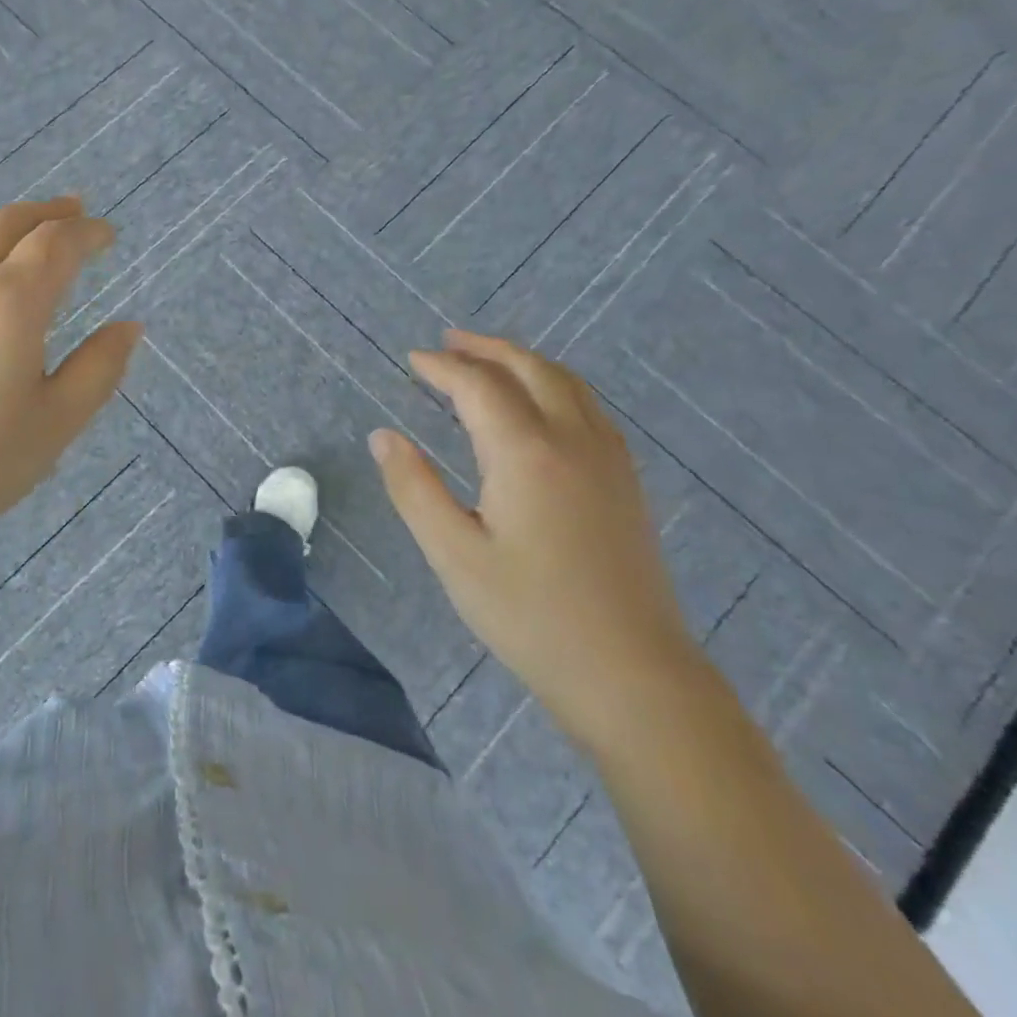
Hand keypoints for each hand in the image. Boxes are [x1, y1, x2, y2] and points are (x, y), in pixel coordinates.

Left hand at [0, 197, 141, 558]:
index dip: (87, 233)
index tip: (108, 234)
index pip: (56, 244)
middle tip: (76, 210)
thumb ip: (100, 366)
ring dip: (5, 217)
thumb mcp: (59, 420)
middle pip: (10, 224)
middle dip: (49, 213)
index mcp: (10, 303)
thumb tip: (130, 326)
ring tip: (28, 220)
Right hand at [369, 331, 701, 751]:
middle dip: (486, 348)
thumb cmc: (530, 615)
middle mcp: (573, 440)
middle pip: (530, 368)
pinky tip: (542, 404)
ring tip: (489, 359)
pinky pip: (588, 406)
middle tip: (448, 342)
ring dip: (523, 361)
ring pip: (567, 383)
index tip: (412, 360)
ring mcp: (609, 459)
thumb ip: (414, 488)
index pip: (478, 386)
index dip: (442, 368)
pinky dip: (555, 384)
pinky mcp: (627, 481)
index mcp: (526, 453)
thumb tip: (384, 436)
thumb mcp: (453, 554)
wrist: (632, 674)